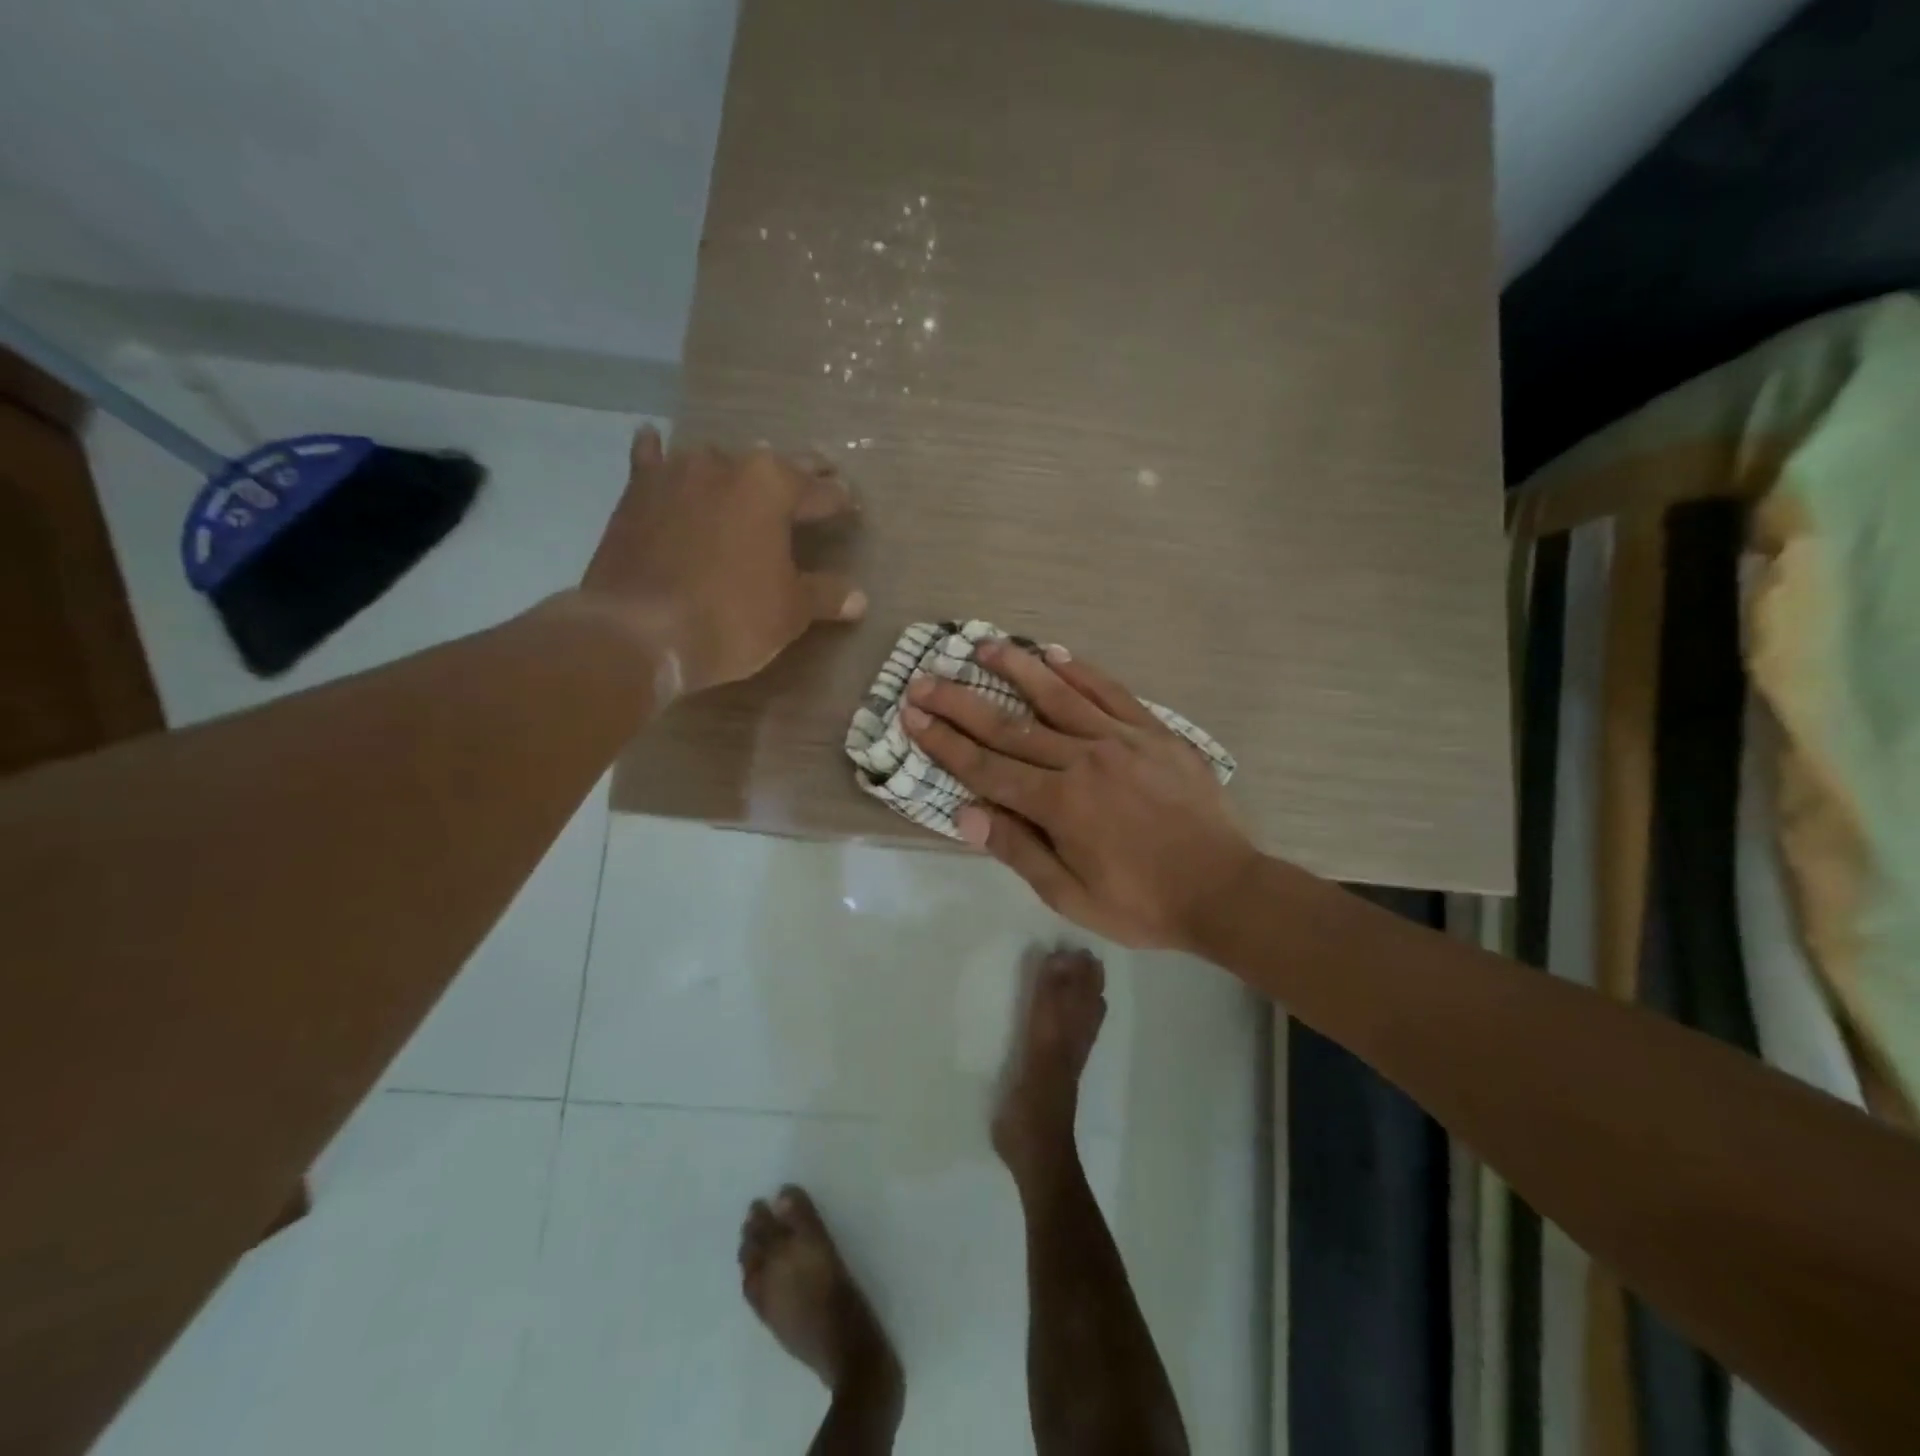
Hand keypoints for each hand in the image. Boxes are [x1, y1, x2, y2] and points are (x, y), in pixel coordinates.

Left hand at [578, 427, 864, 698]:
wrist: (638, 630)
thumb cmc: (730, 617)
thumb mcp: (790, 612)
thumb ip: (825, 596)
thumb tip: (858, 598)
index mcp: (772, 487)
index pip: (819, 491)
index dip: (839, 500)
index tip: (850, 505)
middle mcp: (726, 465)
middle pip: (773, 465)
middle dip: (799, 473)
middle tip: (820, 474)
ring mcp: (676, 473)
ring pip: (717, 460)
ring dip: (736, 469)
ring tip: (748, 476)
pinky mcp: (636, 492)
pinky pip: (652, 462)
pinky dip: (659, 455)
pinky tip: (656, 442)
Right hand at [902, 642, 1259, 948]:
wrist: (1225, 888)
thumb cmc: (1143, 902)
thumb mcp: (1072, 896)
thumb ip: (1019, 850)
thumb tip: (965, 813)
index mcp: (1060, 804)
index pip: (987, 767)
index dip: (945, 742)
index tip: (912, 715)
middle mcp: (1084, 760)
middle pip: (1011, 726)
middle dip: (962, 702)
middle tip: (925, 678)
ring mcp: (1122, 740)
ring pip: (1059, 696)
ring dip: (1017, 669)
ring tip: (985, 645)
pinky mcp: (1154, 732)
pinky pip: (1112, 693)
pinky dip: (1081, 671)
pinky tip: (1057, 654)